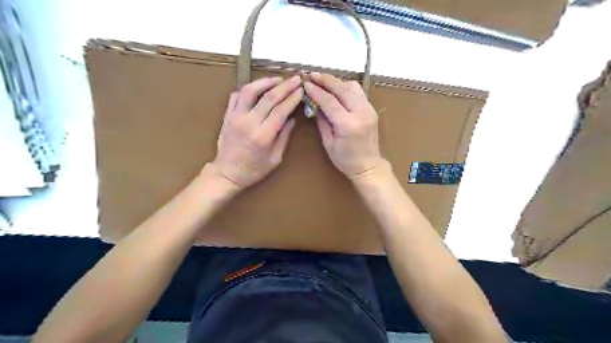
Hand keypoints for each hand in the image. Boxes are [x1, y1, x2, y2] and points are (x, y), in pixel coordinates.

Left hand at [212, 75, 304, 188]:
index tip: (302, 89)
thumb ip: (284, 136)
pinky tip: (258, 88)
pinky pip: (236, 96)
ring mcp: (235, 116)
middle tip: (296, 79)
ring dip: (266, 81)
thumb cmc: (254, 169)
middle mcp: (249, 122)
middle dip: (285, 86)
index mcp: (263, 135)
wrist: (227, 173)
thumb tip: (292, 119)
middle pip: (269, 97)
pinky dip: (248, 89)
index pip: (281, 110)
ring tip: (278, 79)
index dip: (293, 98)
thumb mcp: (275, 158)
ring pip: (250, 90)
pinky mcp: (227, 115)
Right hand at [304, 73, 386, 181]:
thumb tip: (314, 103)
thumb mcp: (328, 143)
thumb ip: (322, 121)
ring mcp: (369, 110)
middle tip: (312, 75)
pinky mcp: (371, 109)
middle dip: (326, 80)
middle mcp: (361, 113)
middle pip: (342, 88)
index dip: (316, 91)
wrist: (368, 166)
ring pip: (352, 86)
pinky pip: (358, 92)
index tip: (305, 84)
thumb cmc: (345, 160)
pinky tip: (336, 90)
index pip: (329, 101)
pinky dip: (346, 87)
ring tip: (323, 82)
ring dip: (337, 82)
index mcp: (348, 124)